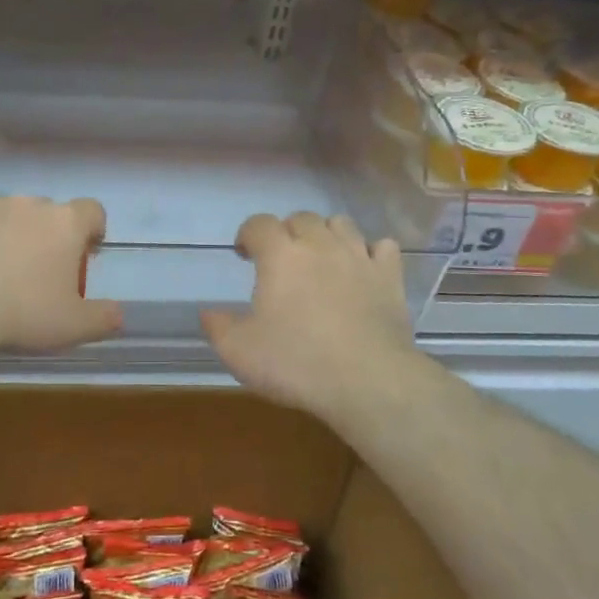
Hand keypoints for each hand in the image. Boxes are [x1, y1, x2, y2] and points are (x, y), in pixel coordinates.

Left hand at [0, 195, 121, 353]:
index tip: (86, 252)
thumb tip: (118, 315)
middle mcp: (28, 204)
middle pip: (47, 212)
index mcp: (64, 224)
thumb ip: (103, 318)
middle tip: (37, 272)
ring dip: (7, 233)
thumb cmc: (22, 312)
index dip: (92, 229)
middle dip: (46, 235)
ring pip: (5, 214)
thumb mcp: (73, 326)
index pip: (92, 211)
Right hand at [201, 212, 420, 417]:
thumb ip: (218, 326)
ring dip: (327, 235)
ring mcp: (359, 256)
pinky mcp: (390, 276)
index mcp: (280, 255)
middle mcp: (320, 244)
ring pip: (341, 224)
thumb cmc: (296, 362)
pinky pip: (383, 247)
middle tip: (282, 261)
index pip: (258, 224)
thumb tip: (207, 312)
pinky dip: (371, 252)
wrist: (368, 380)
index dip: (248, 234)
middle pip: (301, 218)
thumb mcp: (239, 351)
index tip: (244, 254)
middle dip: (287, 232)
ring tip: (321, 259)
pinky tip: (364, 270)